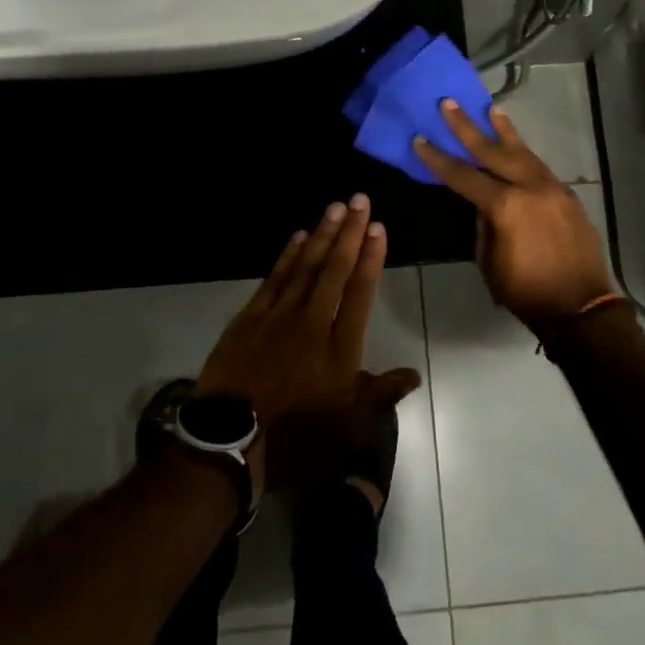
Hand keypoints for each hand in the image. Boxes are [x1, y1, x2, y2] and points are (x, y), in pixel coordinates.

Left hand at [198, 196, 419, 494]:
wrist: (230, 444)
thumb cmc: (296, 439)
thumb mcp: (347, 428)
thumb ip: (380, 396)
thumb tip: (413, 374)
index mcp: (339, 349)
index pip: (360, 293)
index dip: (370, 259)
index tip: (378, 229)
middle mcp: (312, 323)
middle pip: (335, 270)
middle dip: (350, 233)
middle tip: (360, 200)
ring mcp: (278, 317)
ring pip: (305, 266)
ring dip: (322, 235)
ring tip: (336, 207)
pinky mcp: (250, 318)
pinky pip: (274, 278)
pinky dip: (287, 255)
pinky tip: (299, 236)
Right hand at [414, 100, 619, 331]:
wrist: (581, 307)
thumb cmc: (526, 291)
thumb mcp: (490, 261)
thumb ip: (483, 225)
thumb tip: (481, 204)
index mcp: (505, 206)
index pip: (463, 175)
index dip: (438, 158)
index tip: (420, 139)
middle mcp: (529, 187)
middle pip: (492, 150)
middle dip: (467, 127)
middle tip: (449, 103)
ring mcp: (552, 188)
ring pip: (522, 152)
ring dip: (503, 131)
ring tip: (490, 109)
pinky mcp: (566, 195)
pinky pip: (539, 166)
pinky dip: (524, 153)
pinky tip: (516, 146)